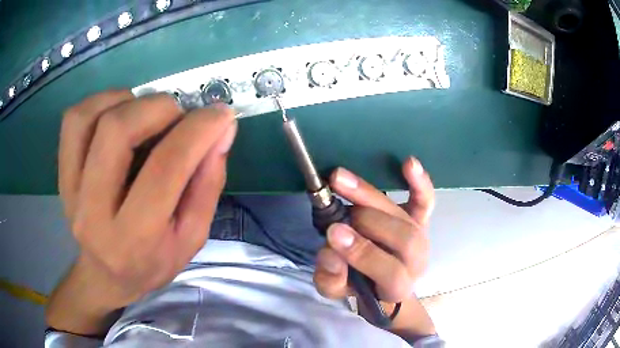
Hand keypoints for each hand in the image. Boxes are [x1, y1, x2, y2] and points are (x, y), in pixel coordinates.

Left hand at [48, 90, 236, 332]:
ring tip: (146, 114)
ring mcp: (70, 189)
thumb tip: (222, 129)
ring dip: (127, 101)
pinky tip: (119, 113)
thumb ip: (208, 184)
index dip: (197, 131)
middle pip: (117, 131)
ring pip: (89, 117)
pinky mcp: (61, 173)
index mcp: (134, 238)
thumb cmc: (152, 262)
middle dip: (159, 108)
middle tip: (178, 116)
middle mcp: (92, 212)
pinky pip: (73, 119)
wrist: (105, 276)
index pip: (164, 169)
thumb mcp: (191, 237)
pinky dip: (100, 103)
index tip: (220, 114)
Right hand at [313, 158, 433, 305]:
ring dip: (371, 196)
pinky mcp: (421, 219)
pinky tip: (408, 163)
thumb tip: (330, 252)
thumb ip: (331, 278)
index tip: (333, 234)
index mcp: (398, 287)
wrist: (380, 279)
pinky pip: (425, 200)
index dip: (364, 254)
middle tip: (336, 213)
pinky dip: (419, 182)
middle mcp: (416, 261)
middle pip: (404, 238)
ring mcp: (421, 237)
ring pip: (406, 216)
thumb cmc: (358, 285)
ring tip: (340, 180)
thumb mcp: (336, 290)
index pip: (391, 272)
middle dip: (367, 222)